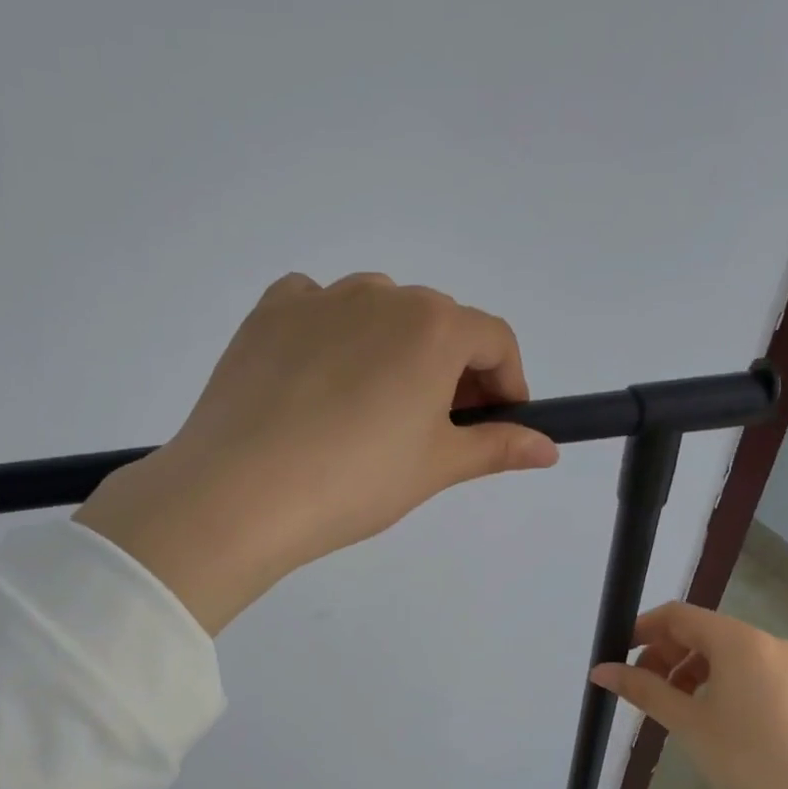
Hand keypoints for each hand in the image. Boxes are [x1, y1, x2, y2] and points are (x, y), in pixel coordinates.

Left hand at [75, 273, 557, 632]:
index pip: (494, 340)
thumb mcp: (435, 467)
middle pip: (437, 324)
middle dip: (452, 371)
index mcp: (433, 326)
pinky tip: (320, 382)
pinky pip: (316, 309)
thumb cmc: (355, 481)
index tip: (497, 424)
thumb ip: (496, 447)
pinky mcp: (267, 314)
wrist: (240, 493)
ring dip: (393, 351)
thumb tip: (547, 448)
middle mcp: (380, 295)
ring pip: (377, 314)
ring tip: (373, 411)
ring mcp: (318, 299)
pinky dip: (333, 335)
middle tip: (437, 428)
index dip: (507, 383)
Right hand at [591, 603, 787, 788]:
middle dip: (665, 654)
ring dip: (690, 670)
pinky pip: (749, 672)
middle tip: (641, 689)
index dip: (642, 630)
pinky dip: (718, 683)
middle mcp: (769, 644)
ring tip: (671, 707)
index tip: (617, 656)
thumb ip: (643, 690)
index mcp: (741, 641)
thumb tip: (600, 670)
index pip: (679, 616)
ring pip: (726, 654)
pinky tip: (708, 718)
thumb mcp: (688, 724)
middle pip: (703, 632)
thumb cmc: (750, 763)